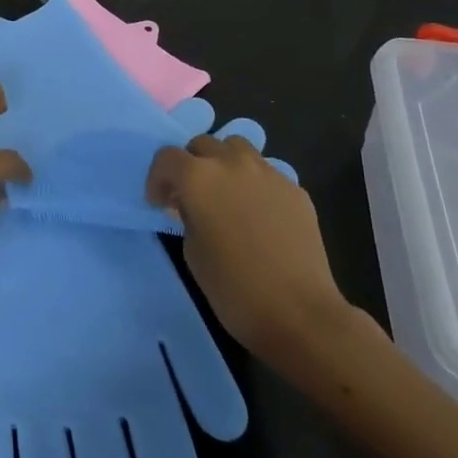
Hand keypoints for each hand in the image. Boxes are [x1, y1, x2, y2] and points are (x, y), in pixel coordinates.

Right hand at [146, 134, 354, 373]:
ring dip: (224, 163)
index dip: (158, 179)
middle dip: (191, 165)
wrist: (299, 313)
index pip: (167, 158)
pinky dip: (254, 183)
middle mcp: (231, 164)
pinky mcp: (296, 189)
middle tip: (191, 196)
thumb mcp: (192, 252)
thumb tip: (192, 207)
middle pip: (203, 144)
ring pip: (237, 148)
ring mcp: (268, 173)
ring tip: (226, 194)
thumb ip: (187, 216)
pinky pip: (266, 173)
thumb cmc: (234, 288)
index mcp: (198, 177)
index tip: (160, 203)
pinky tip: (259, 214)